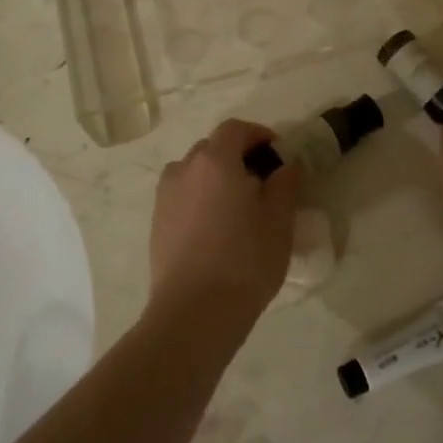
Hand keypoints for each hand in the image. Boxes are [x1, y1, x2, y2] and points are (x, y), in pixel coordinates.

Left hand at [149, 118, 299, 323]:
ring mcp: (165, 197)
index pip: (235, 129)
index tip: (277, 153)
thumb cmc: (245, 260)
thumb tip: (286, 165)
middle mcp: (184, 169)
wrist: (194, 312)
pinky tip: (215, 228)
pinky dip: (199, 199)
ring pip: (193, 172)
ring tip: (236, 205)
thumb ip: (285, 183)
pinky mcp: (156, 223)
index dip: (258, 134)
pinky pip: (182, 196)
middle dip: (237, 155)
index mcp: (215, 160)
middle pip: (212, 147)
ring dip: (215, 177)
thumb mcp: (279, 220)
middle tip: (261, 181)